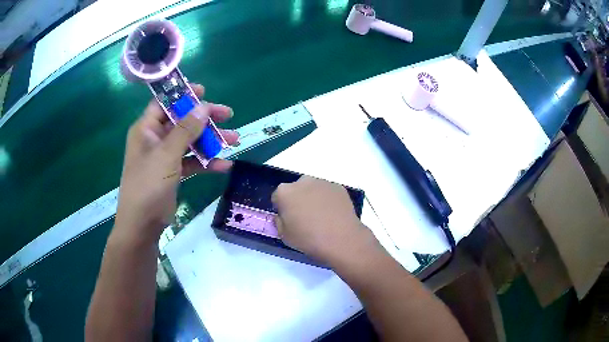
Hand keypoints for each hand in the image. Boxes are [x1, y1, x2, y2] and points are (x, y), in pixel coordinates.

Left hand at [114, 84, 238, 244]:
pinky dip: (206, 163)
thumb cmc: (148, 185)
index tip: (204, 91)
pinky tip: (225, 166)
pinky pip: (192, 162)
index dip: (183, 95)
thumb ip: (185, 130)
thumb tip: (203, 107)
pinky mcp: (172, 173)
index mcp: (147, 129)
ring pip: (190, 142)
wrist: (142, 224)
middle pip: (182, 121)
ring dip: (211, 141)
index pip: (164, 103)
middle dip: (205, 119)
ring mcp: (164, 157)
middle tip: (228, 115)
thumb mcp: (167, 155)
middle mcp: (155, 139)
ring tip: (234, 140)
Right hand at [271, 176, 376, 263]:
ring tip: (321, 217)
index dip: (282, 209)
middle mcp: (302, 181)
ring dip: (313, 198)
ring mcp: (322, 183)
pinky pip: (328, 192)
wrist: (341, 239)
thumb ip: (279, 222)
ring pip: (313, 189)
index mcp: (285, 192)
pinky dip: (328, 200)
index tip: (288, 220)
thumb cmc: (308, 239)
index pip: (277, 197)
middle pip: (296, 190)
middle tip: (305, 218)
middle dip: (298, 200)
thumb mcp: (284, 236)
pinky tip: (333, 215)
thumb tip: (282, 216)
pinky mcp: (338, 187)